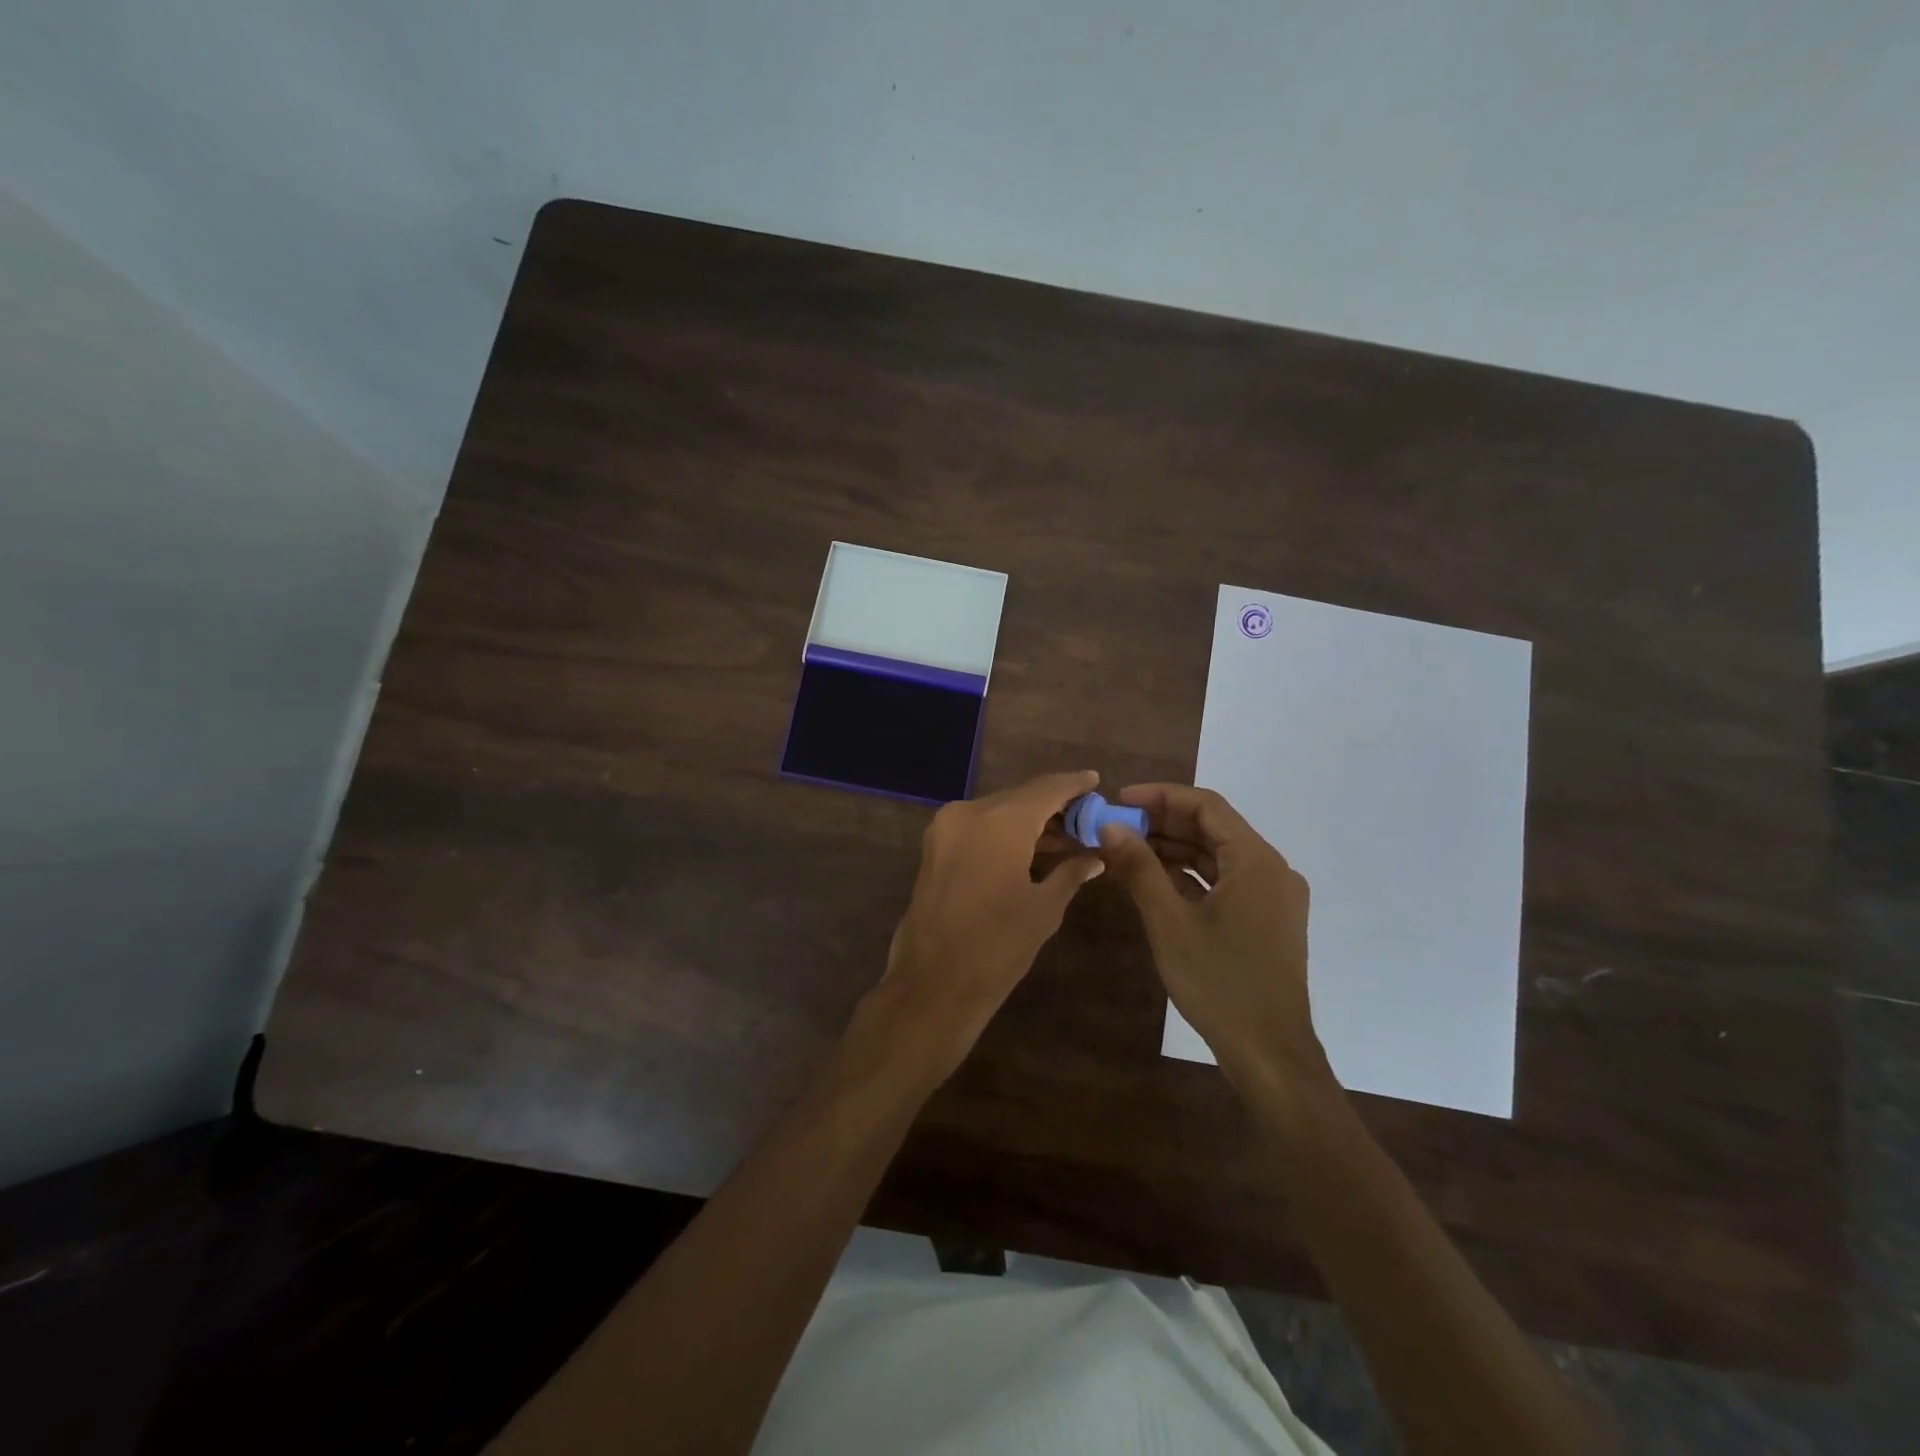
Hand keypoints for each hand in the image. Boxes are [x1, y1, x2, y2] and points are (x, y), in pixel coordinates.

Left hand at [852, 771, 1106, 1085]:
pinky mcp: (934, 847)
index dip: (1073, 784)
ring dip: (1029, 823)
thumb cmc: (998, 945)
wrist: (934, 982)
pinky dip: (1004, 834)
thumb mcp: (1044, 908)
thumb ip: (1071, 873)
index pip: (1046, 789)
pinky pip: (978, 828)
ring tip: (1066, 840)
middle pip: (1020, 798)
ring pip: (997, 813)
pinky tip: (1031, 850)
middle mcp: (969, 812)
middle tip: (1086, 820)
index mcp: (1000, 820)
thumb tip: (1094, 858)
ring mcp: (946, 828)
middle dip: (1053, 808)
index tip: (1095, 780)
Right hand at [1097, 784, 1333, 1104]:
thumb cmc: (1220, 983)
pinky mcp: (1267, 920)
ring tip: (1126, 852)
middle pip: (1213, 828)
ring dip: (1173, 850)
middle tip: (1116, 828)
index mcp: (1256, 861)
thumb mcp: (1170, 923)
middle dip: (1162, 823)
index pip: (1206, 805)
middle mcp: (1271, 870)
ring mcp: (1272, 897)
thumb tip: (1110, 827)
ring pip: (1217, 856)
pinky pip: (1224, 882)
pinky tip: (1154, 882)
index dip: (1160, 796)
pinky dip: (1190, 877)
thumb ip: (1140, 868)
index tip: (1119, 801)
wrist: (1270, 1054)